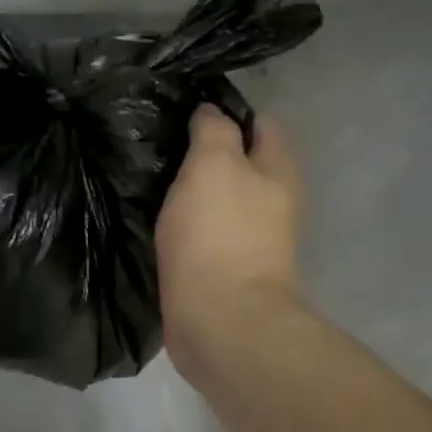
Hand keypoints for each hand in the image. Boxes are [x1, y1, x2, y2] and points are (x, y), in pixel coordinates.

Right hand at [156, 107, 302, 380]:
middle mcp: (273, 199)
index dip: (226, 111)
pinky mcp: (227, 266)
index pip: (261, 122)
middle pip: (241, 161)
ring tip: (153, 176)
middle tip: (162, 144)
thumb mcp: (214, 164)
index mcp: (278, 169)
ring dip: (193, 187)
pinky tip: (159, 216)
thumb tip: (211, 111)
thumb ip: (214, 130)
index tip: (184, 111)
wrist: (220, 320)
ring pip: (221, 196)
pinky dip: (187, 220)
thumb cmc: (218, 233)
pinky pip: (206, 229)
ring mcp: (252, 236)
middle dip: (205, 151)